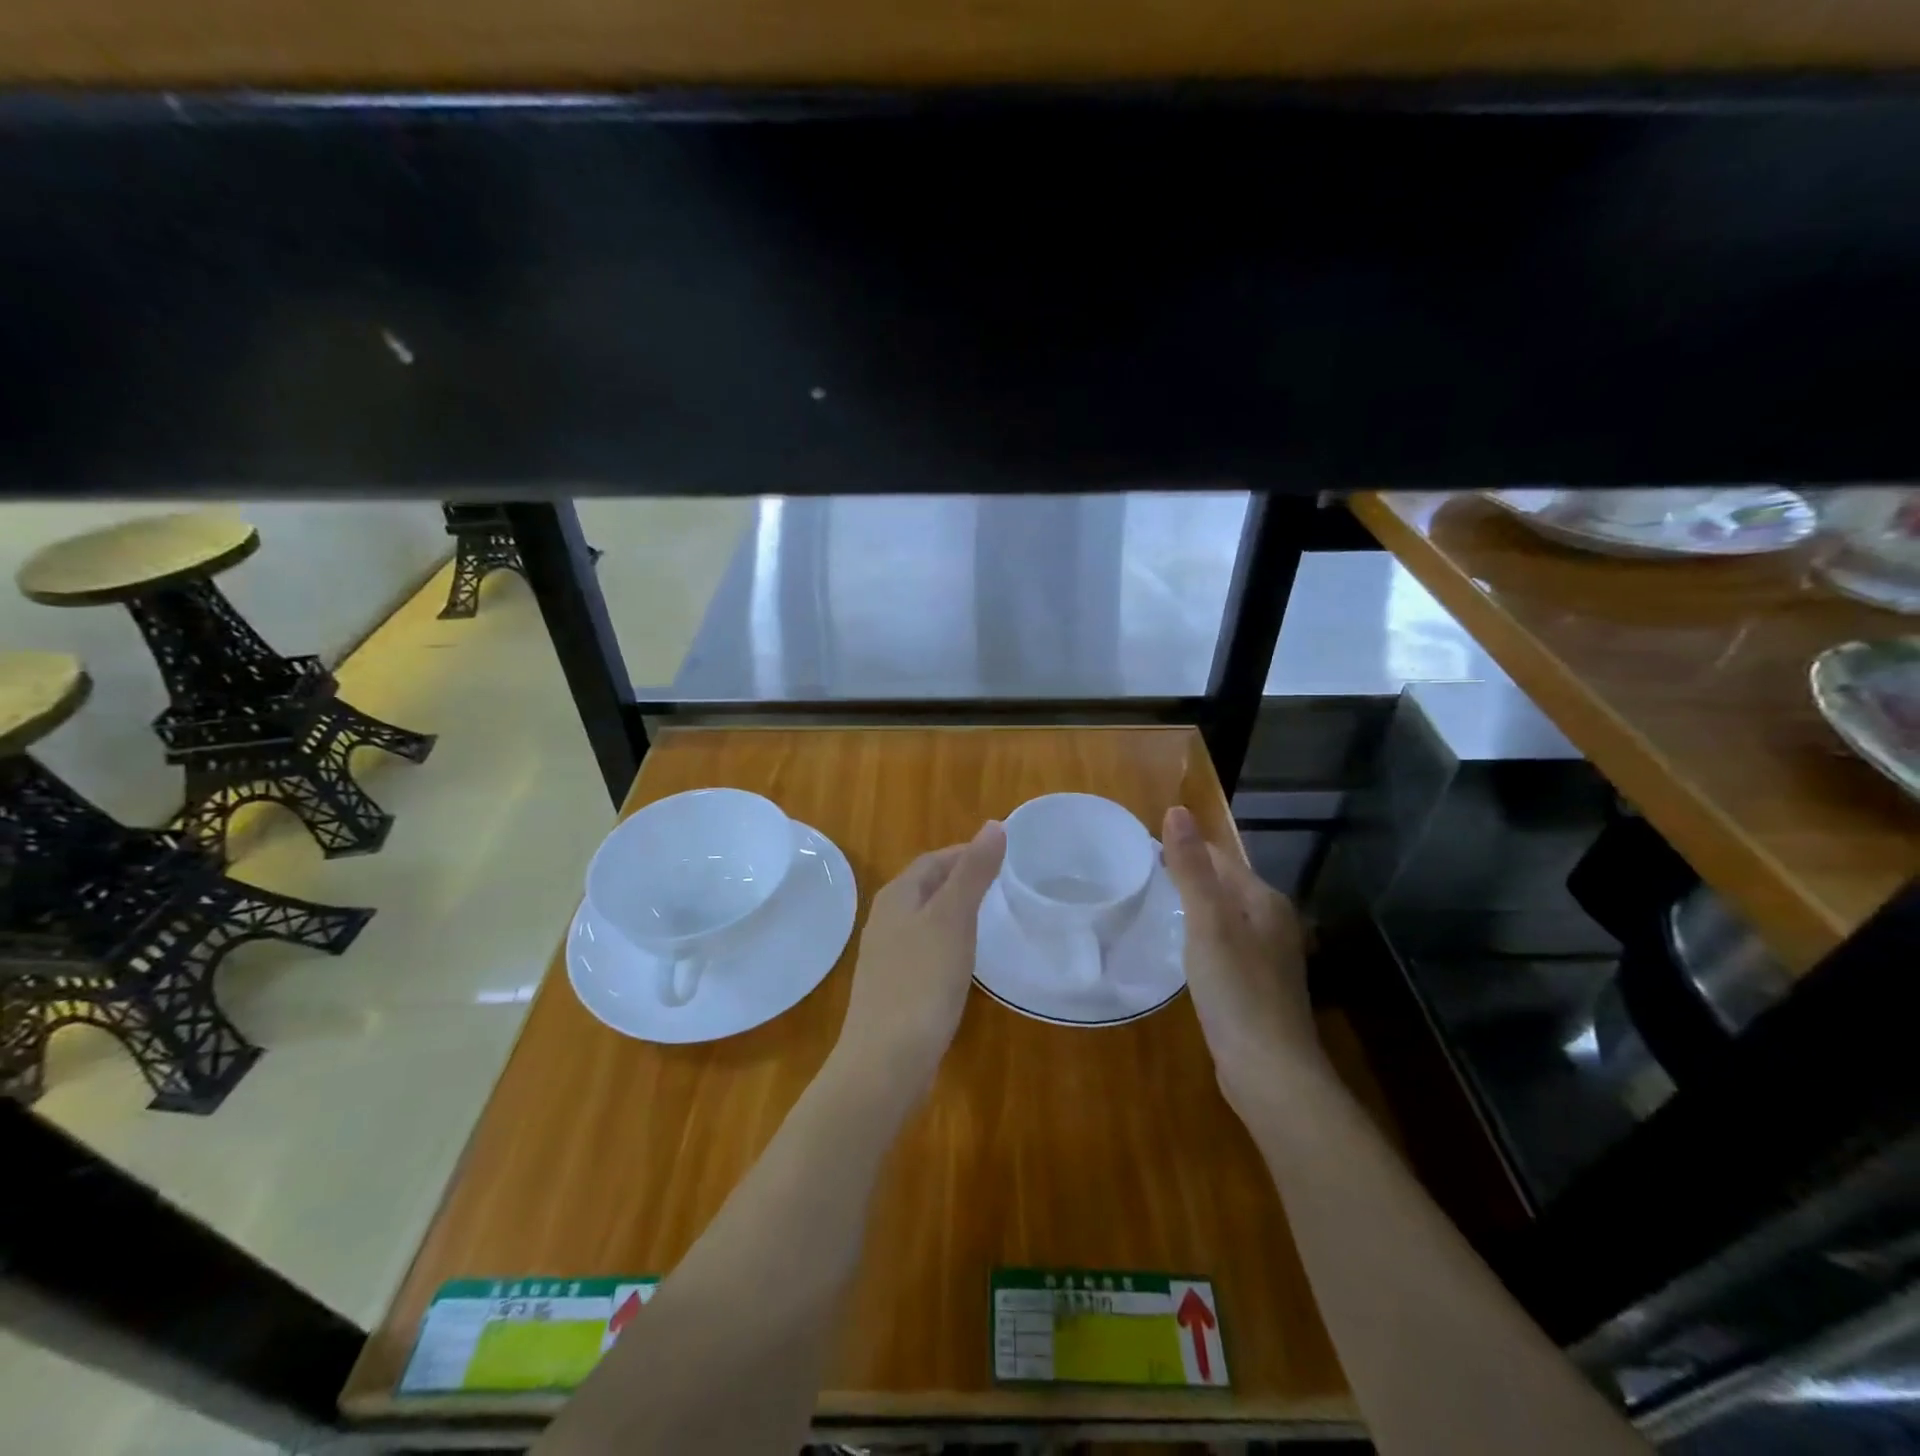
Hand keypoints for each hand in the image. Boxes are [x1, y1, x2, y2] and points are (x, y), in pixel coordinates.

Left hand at [833, 821, 1006, 1102]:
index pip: (934, 860)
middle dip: (962, 880)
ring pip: (926, 919)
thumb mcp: (953, 918)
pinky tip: (966, 961)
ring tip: (992, 918)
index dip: (967, 853)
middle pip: (928, 887)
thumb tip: (994, 824)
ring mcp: (887, 955)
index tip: (1004, 857)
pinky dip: (949, 943)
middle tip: (1004, 886)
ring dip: (956, 912)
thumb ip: (973, 872)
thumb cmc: (922, 980)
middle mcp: (886, 919)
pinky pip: (925, 950)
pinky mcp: (895, 987)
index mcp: (897, 896)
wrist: (886, 1060)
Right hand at [1161, 805, 1321, 1114]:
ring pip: (1224, 916)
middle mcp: (1273, 922)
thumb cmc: (1237, 990)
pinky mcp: (1257, 985)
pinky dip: (1201, 938)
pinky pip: (1224, 945)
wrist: (1270, 1072)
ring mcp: (1268, 956)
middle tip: (1140, 878)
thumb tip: (1177, 811)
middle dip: (1187, 876)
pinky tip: (1182, 951)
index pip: (1220, 857)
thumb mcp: (1207, 923)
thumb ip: (1191, 869)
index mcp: (1264, 901)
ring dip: (1194, 908)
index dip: (1183, 848)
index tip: (1141, 850)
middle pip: (1224, 884)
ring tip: (1153, 908)